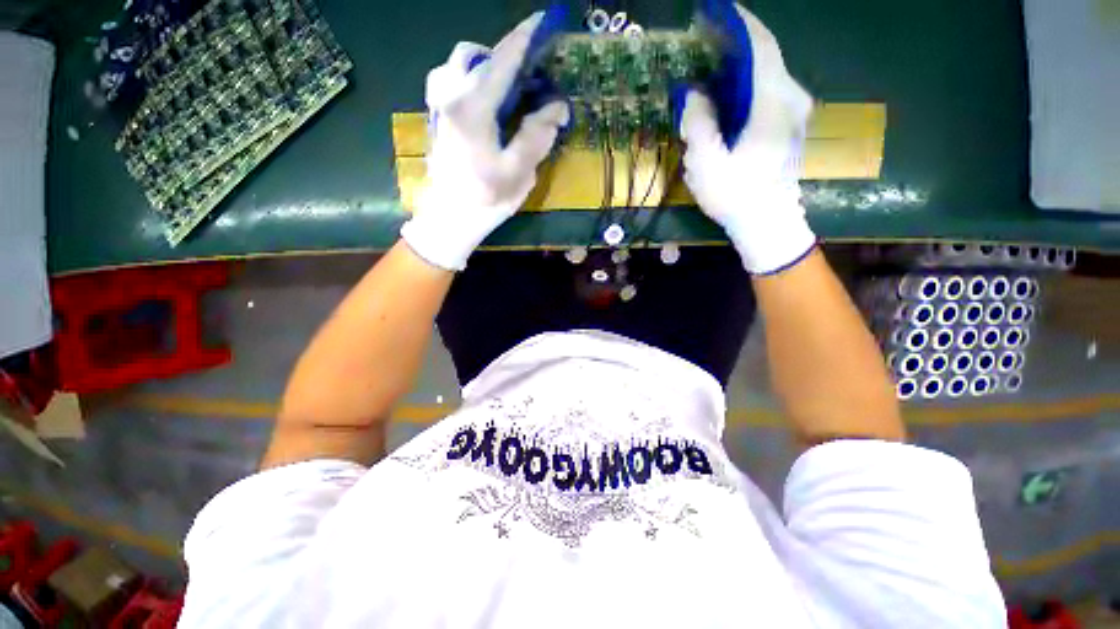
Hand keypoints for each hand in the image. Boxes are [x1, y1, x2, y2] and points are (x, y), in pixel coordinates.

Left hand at [400, 13, 568, 270]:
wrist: (449, 217)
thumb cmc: (485, 198)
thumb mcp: (518, 172)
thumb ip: (537, 134)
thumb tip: (557, 106)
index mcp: (474, 107)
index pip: (503, 60)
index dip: (526, 37)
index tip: (544, 19)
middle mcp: (452, 94)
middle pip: (479, 55)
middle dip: (509, 55)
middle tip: (532, 75)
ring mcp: (440, 103)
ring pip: (462, 63)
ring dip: (489, 66)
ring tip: (511, 89)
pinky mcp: (438, 114)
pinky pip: (452, 79)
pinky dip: (473, 77)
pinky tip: (486, 99)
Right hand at [680, 5, 815, 274]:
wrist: (768, 223)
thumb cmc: (736, 195)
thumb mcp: (706, 163)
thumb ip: (698, 122)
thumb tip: (694, 93)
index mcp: (773, 101)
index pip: (760, 45)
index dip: (738, 23)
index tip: (716, 11)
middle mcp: (791, 97)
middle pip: (765, 56)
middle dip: (735, 43)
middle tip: (705, 40)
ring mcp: (794, 111)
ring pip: (766, 73)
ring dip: (739, 65)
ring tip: (711, 64)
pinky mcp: (789, 124)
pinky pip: (768, 90)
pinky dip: (747, 84)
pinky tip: (727, 93)